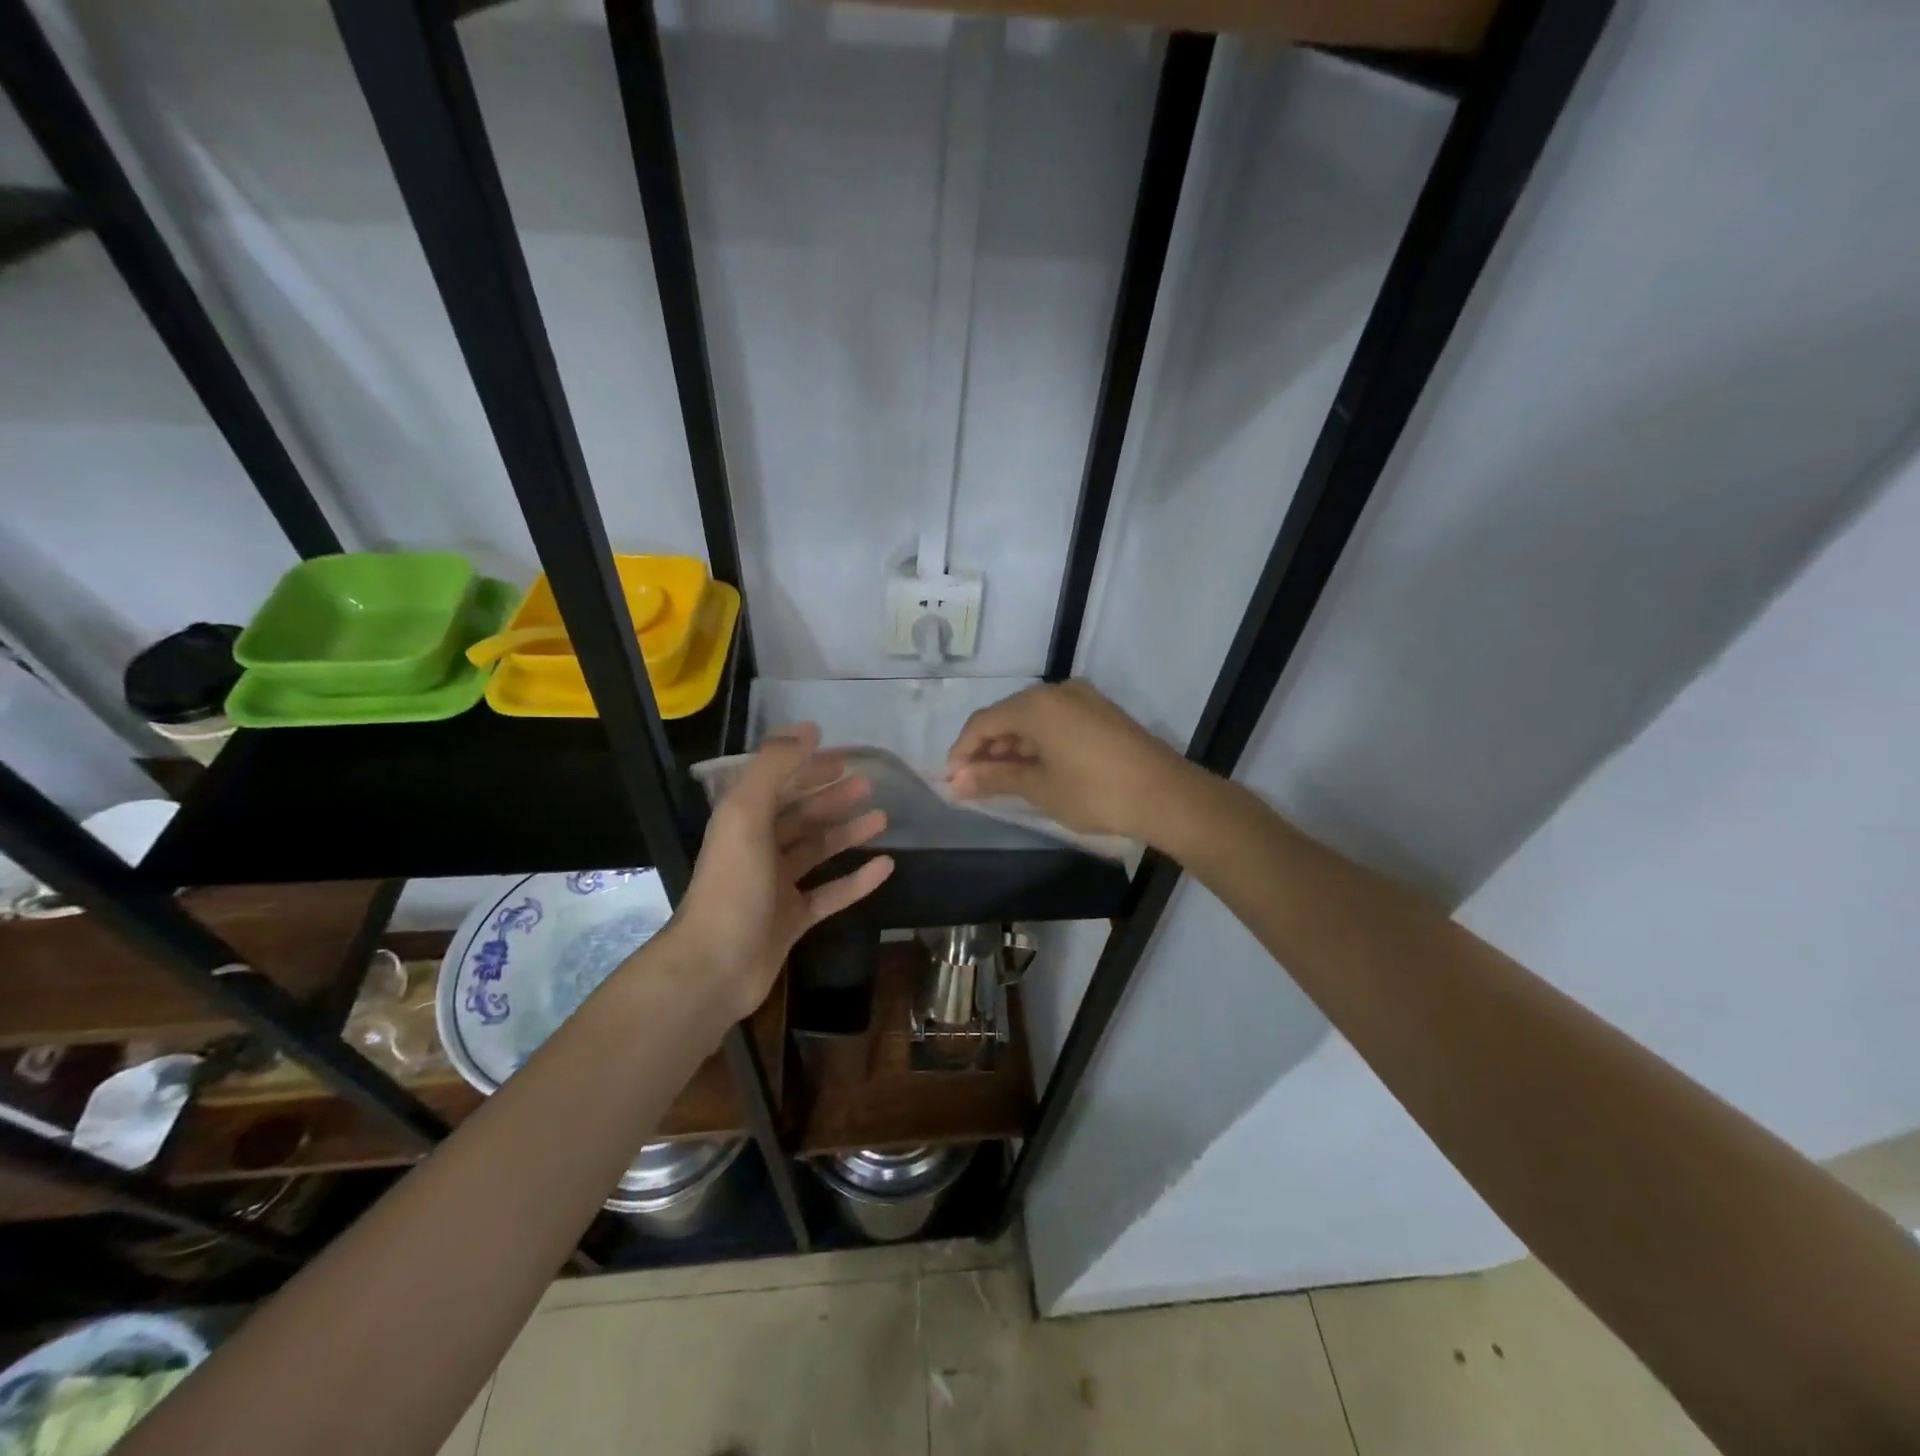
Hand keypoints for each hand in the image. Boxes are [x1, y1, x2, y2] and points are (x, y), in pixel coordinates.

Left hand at [672, 724, 892, 1019]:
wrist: (715, 965)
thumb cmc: (733, 884)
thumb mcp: (747, 814)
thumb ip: (775, 767)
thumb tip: (808, 728)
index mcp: (742, 822)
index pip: (778, 785)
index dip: (807, 769)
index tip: (842, 758)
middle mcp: (758, 850)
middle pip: (800, 817)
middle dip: (832, 799)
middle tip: (869, 785)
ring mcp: (776, 887)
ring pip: (817, 851)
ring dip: (848, 834)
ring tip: (883, 818)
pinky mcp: (793, 920)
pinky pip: (831, 893)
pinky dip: (857, 880)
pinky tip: (886, 866)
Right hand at [945, 680, 1192, 842]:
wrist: (1166, 795)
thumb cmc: (1095, 792)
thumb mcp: (1039, 788)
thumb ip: (994, 778)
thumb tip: (956, 781)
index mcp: (1036, 704)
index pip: (982, 723)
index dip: (961, 751)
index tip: (951, 781)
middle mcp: (1057, 691)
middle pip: (1006, 717)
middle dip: (986, 750)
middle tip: (972, 784)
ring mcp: (1082, 699)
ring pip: (1032, 719)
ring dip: (1011, 748)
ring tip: (1000, 781)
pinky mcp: (1101, 712)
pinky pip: (1055, 722)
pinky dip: (1037, 744)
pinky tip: (1033, 769)